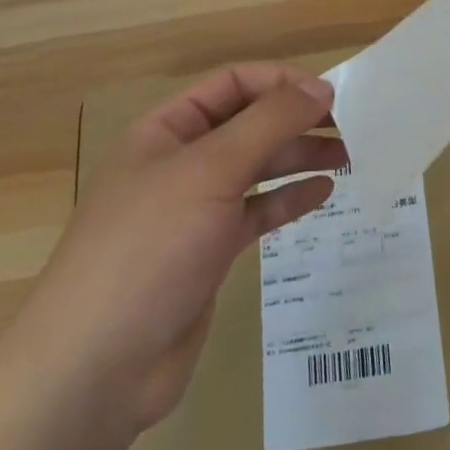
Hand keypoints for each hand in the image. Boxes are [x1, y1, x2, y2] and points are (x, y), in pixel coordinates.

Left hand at [14, 63, 345, 434]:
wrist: (98, 366)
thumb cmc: (150, 248)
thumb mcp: (211, 170)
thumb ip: (269, 123)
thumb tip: (321, 87)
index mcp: (167, 131)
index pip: (231, 84)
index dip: (281, 82)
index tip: (331, 95)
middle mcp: (180, 163)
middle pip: (248, 125)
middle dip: (297, 121)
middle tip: (351, 128)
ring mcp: (194, 210)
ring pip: (257, 169)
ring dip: (299, 157)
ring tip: (348, 156)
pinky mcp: (209, 252)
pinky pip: (257, 213)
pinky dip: (288, 200)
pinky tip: (323, 194)